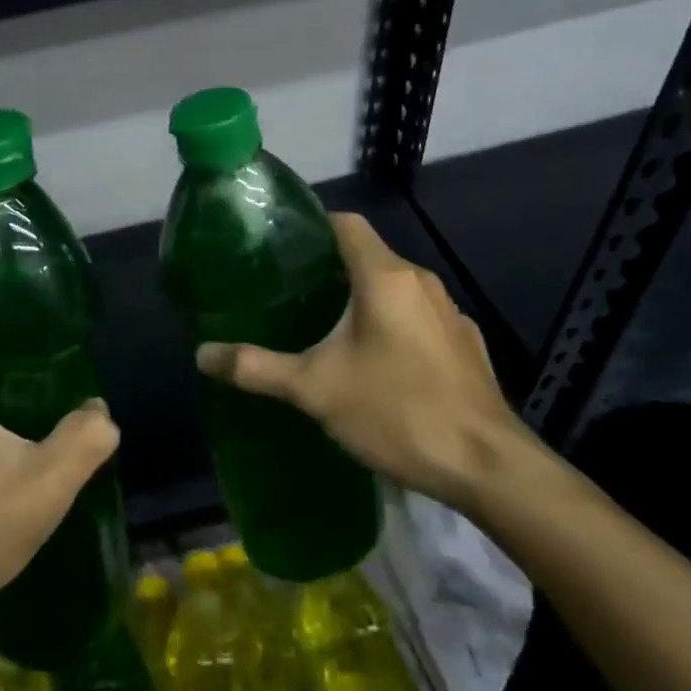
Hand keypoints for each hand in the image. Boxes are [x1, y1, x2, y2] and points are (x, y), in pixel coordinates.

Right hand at [194, 212, 530, 509]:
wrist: (488, 467)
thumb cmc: (397, 412)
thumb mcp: (315, 389)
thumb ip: (257, 367)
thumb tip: (202, 354)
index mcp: (385, 277)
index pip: (346, 223)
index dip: (313, 225)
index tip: (281, 244)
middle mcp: (420, 282)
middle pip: (368, 253)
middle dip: (329, 265)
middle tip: (289, 289)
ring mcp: (449, 312)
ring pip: (394, 285)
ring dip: (362, 294)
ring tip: (325, 322)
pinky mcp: (465, 342)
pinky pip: (418, 314)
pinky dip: (392, 320)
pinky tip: (376, 358)